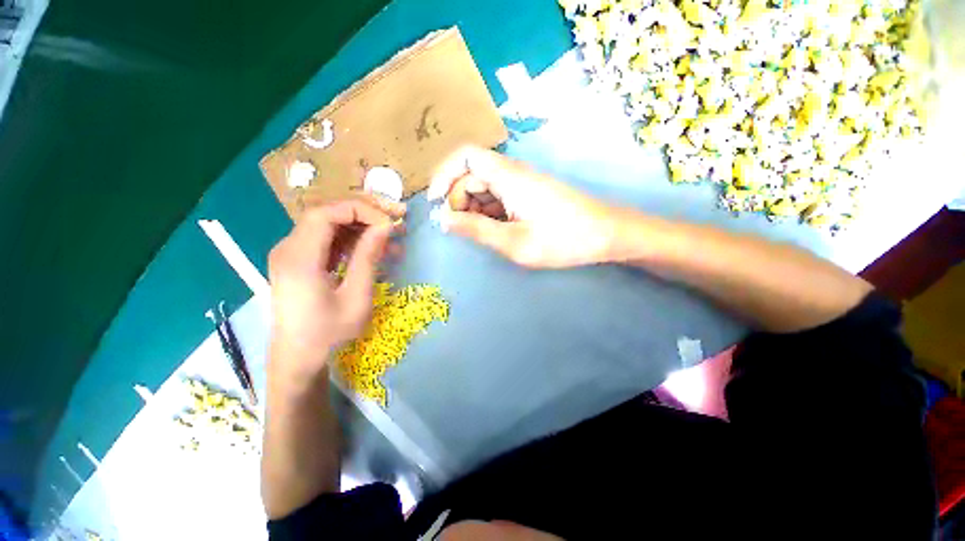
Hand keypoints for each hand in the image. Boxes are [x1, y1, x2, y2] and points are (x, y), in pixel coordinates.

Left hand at [267, 197, 404, 390]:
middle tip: (397, 219)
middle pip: (328, 214)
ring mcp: (293, 253)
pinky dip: (354, 241)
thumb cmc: (329, 332)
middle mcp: (289, 248)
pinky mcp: (301, 260)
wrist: (299, 355)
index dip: (361, 210)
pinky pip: (329, 240)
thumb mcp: (356, 297)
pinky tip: (376, 250)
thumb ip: (368, 257)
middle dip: (366, 214)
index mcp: (299, 258)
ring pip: (331, 225)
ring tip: (394, 238)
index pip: (326, 213)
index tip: (390, 222)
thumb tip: (385, 226)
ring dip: (363, 228)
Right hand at [428, 146, 618, 268]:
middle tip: (459, 229)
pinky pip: (499, 198)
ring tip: (479, 235)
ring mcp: (522, 184)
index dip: (443, 174)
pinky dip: (488, 213)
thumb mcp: (515, 242)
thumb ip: (477, 230)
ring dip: (473, 209)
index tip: (434, 202)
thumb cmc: (563, 240)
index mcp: (509, 177)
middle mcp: (513, 174)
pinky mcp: (528, 195)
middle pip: (472, 175)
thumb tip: (443, 220)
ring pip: (484, 188)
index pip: (465, 156)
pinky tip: (495, 232)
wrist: (607, 235)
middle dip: (458, 200)